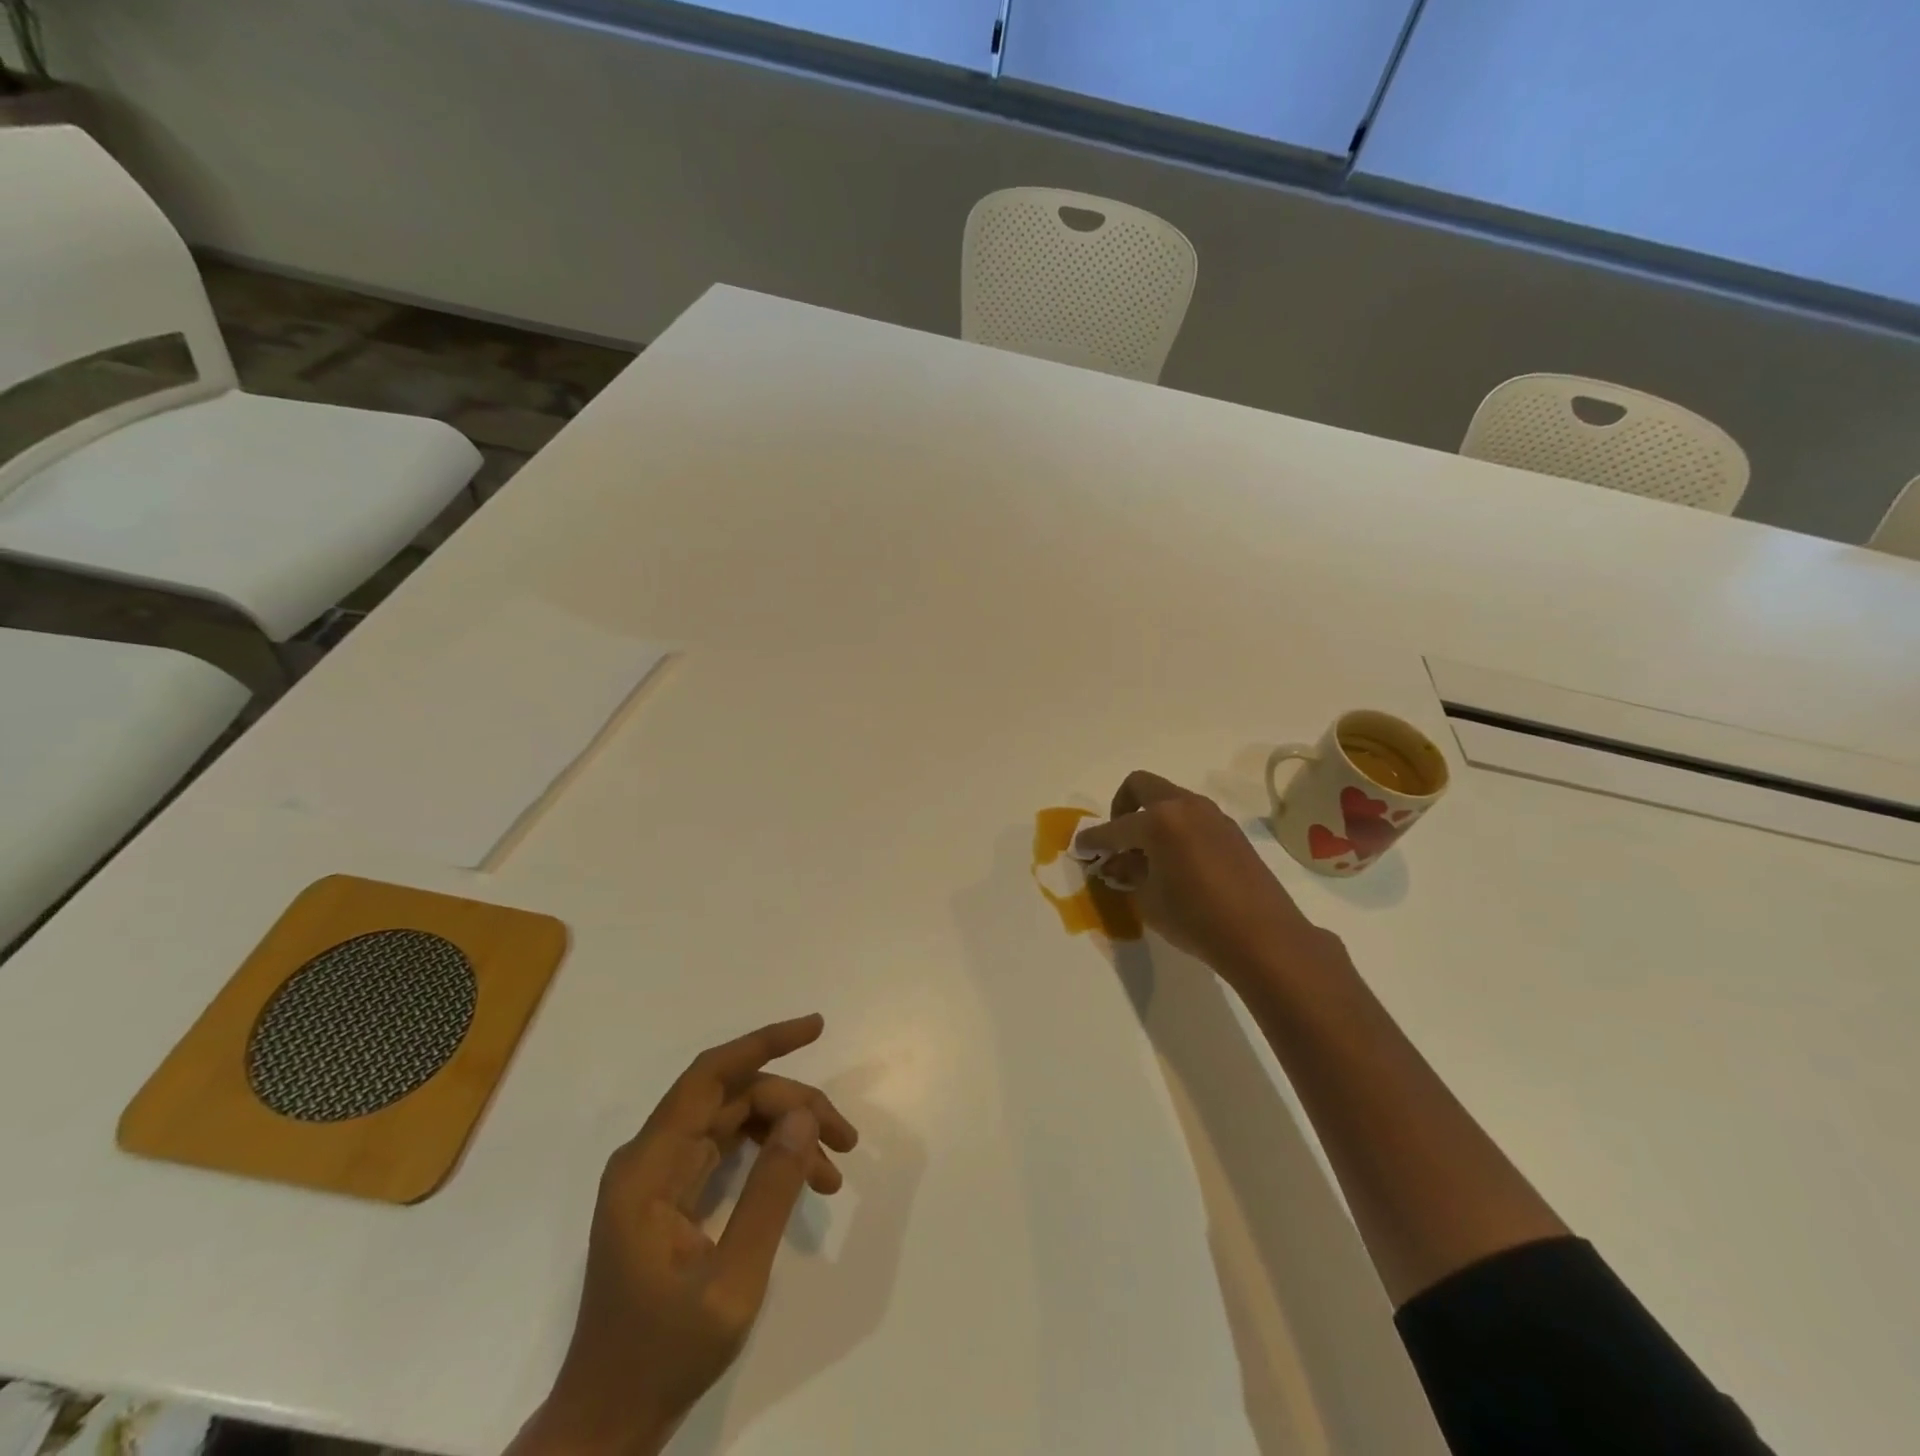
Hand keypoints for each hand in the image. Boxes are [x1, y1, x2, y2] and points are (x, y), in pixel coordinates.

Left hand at [512, 1015, 858, 1455]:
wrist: (608, 1422)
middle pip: (731, 1098)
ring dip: (787, 1130)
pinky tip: (807, 1178)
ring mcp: (660, 1175)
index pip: (709, 1076)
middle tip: (845, 1139)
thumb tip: (804, 1116)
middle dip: (793, 1105)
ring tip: (836, 1164)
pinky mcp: (672, 1194)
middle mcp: (650, 1157)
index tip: (815, 1028)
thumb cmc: (663, 1356)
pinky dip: (770, 1155)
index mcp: (648, 1167)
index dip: (763, 1043)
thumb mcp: (732, 1282)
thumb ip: (770, 1192)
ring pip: (734, 1119)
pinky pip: (728, 1149)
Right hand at [1074, 771, 1337, 986]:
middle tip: (1117, 839)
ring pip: (1169, 799)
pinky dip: (1174, 828)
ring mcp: (1211, 815)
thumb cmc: (1197, 919)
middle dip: (1121, 807)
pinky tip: (1175, 861)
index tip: (1080, 848)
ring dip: (1151, 817)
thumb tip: (1120, 861)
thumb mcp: (1149, 899)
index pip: (1114, 827)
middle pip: (1141, 786)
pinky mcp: (1230, 830)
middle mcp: (1184, 806)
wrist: (1265, 936)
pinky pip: (1191, 817)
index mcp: (1158, 820)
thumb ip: (1130, 872)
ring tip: (1146, 855)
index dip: (1093, 839)